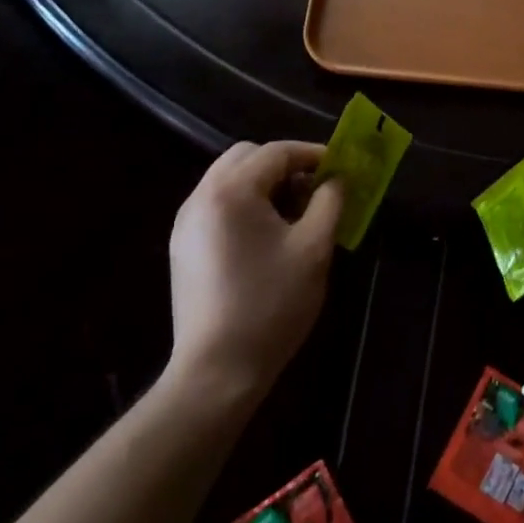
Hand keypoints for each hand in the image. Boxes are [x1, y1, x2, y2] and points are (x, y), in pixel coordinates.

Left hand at [166, 141, 342, 401]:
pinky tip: (266, 235)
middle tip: (315, 188)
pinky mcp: (183, 246)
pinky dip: (244, 203)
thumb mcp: (314, 248)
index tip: (340, 166)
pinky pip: (217, 204)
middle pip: (246, 156)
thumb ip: (329, 202)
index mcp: (231, 191)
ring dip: (263, 183)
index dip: (312, 154)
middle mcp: (201, 196)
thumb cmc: (271, 304)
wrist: (217, 370)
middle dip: (284, 164)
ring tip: (294, 213)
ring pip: (229, 179)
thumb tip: (337, 178)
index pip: (276, 152)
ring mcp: (186, 222)